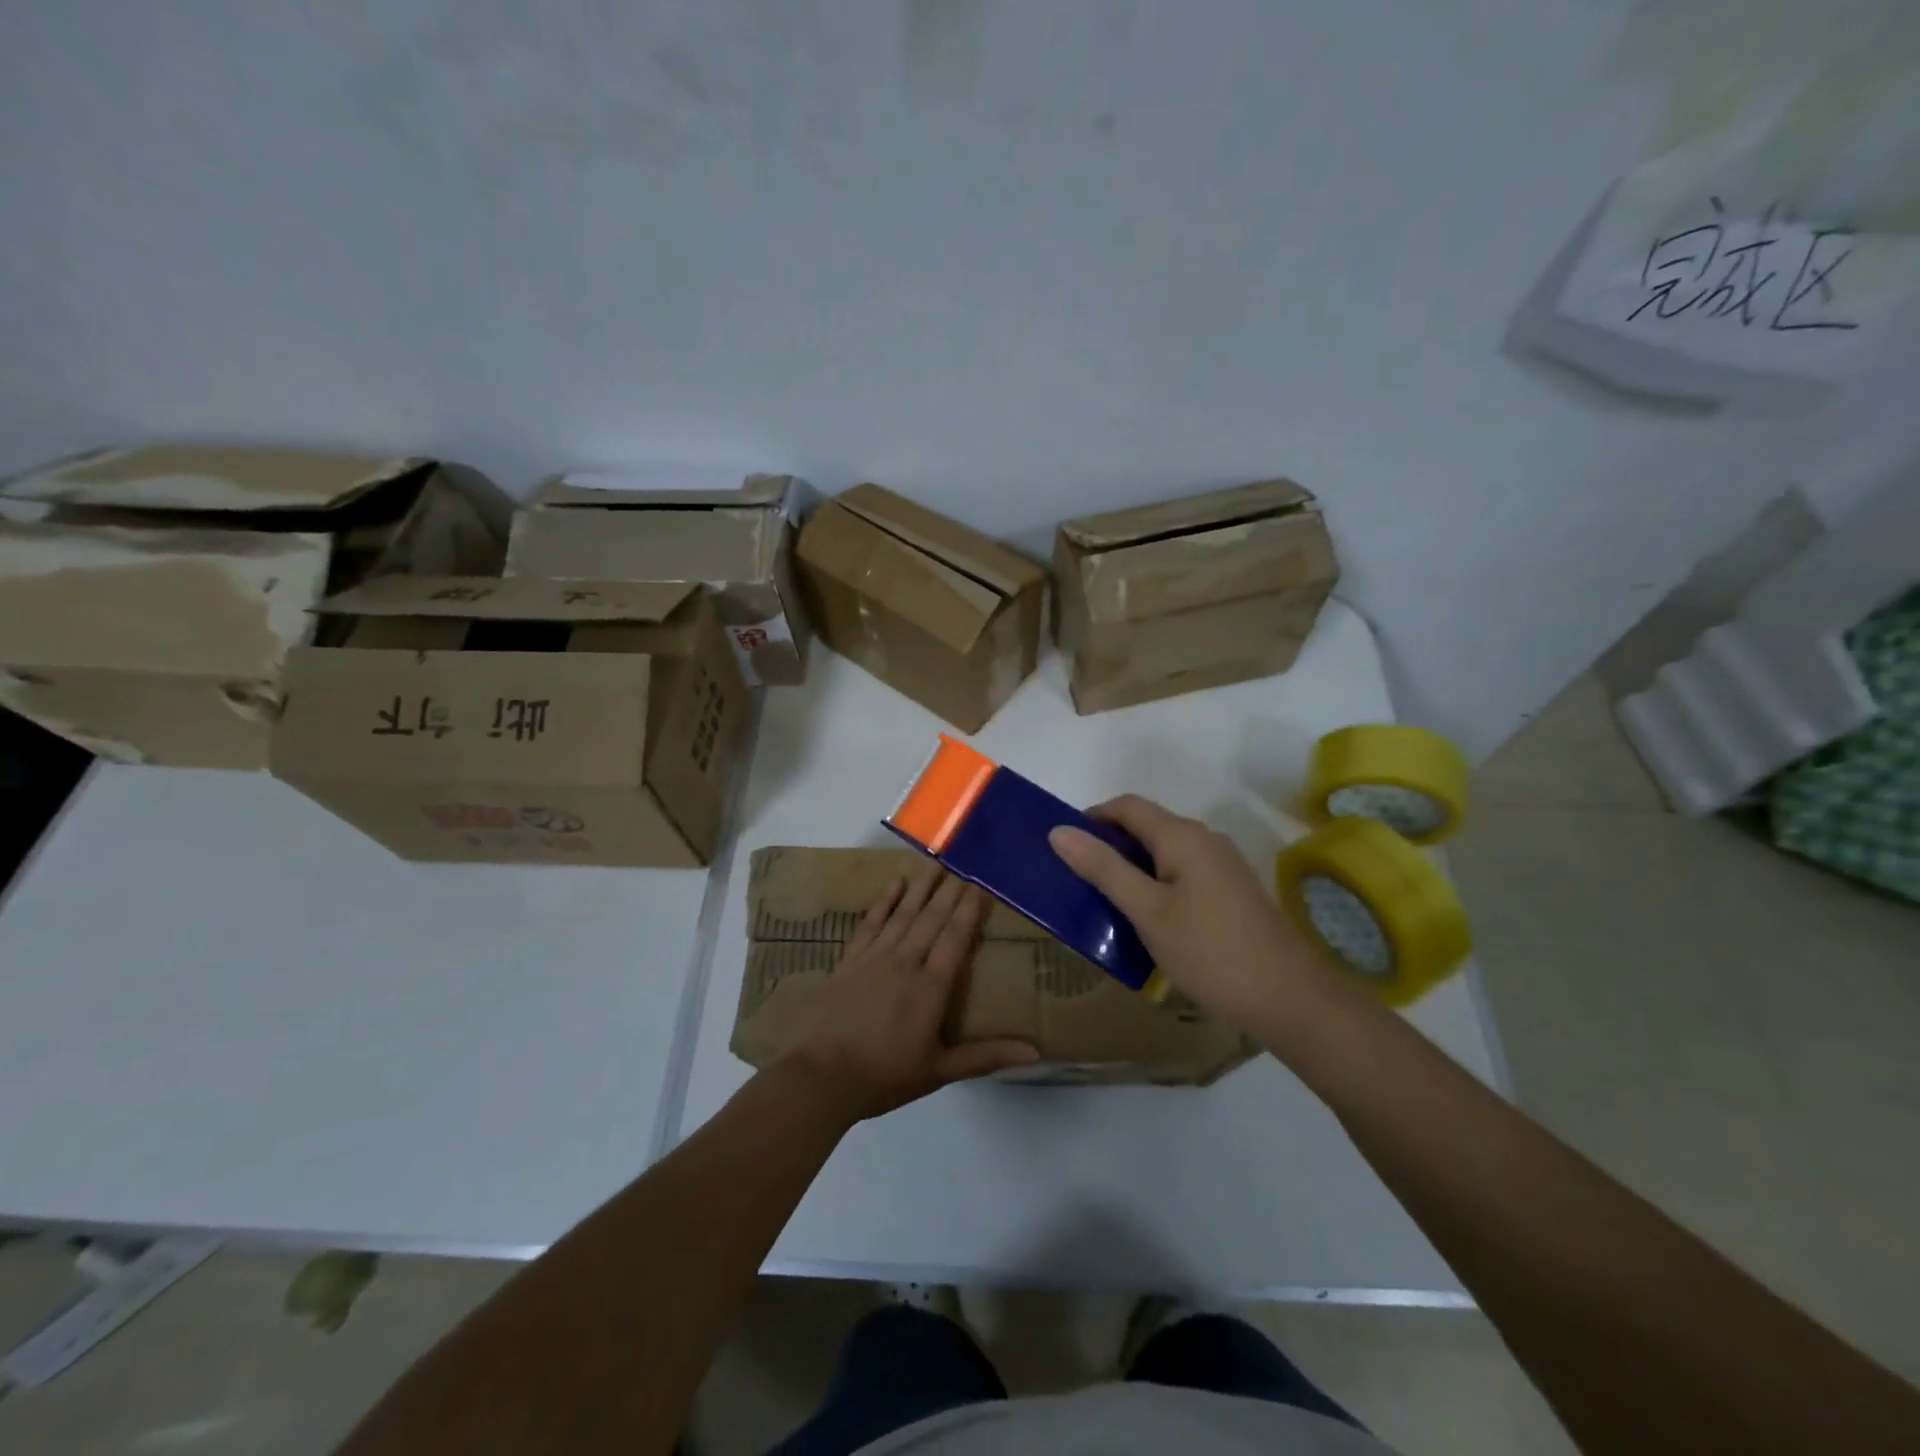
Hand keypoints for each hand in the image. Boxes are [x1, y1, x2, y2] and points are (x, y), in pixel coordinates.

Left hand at [778, 868, 1038, 1125]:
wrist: (822, 1076)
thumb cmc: (884, 1076)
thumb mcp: (939, 1071)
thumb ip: (985, 1057)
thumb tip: (1034, 1053)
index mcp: (931, 987)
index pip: (955, 938)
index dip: (969, 910)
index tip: (981, 885)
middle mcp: (906, 962)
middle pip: (932, 919)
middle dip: (950, 892)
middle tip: (964, 865)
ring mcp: (875, 957)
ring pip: (904, 914)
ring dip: (921, 888)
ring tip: (935, 864)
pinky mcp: (850, 960)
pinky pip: (871, 923)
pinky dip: (884, 901)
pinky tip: (894, 883)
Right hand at [1049, 795, 1347, 1040]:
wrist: (1289, 998)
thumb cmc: (1209, 951)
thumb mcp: (1147, 911)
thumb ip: (1103, 868)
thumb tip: (1059, 830)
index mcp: (1182, 836)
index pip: (1127, 806)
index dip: (1092, 818)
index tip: (1064, 848)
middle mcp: (1205, 839)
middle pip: (1147, 827)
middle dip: (1110, 846)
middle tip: (1079, 882)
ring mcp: (1223, 866)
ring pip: (1165, 853)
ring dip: (1132, 869)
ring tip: (1107, 903)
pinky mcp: (1232, 892)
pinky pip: (1182, 874)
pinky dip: (1156, 885)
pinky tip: (1148, 921)